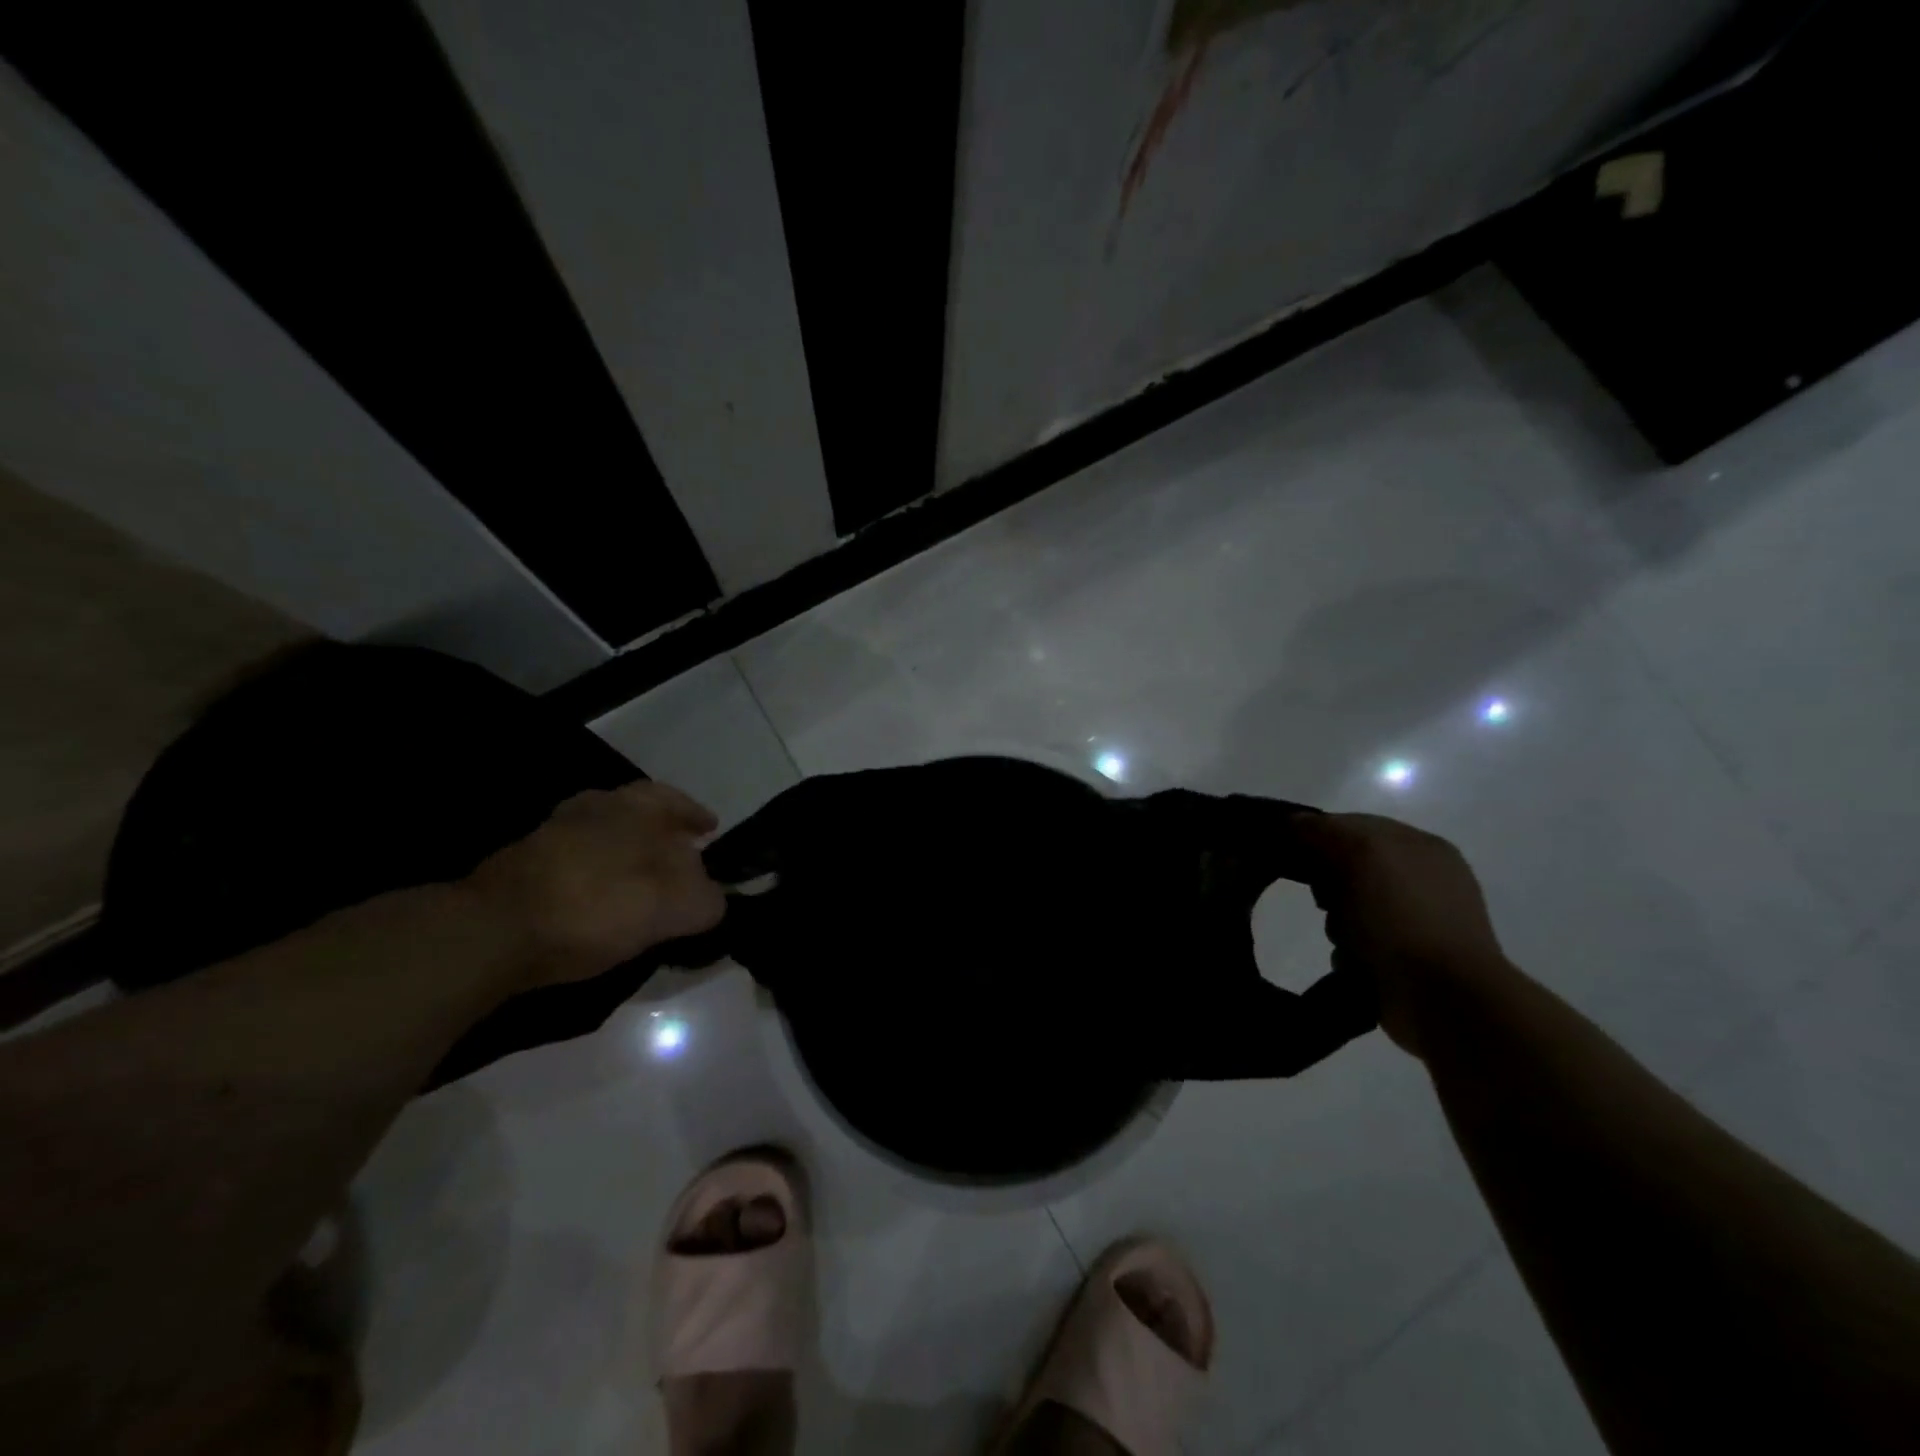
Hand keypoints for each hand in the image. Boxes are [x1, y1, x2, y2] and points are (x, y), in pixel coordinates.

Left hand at [464, 782, 725, 989]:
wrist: (493, 931)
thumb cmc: (597, 906)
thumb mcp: (672, 908)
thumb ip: (705, 899)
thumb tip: (714, 898)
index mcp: (631, 807)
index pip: (672, 798)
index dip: (694, 813)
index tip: (710, 830)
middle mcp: (591, 809)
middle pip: (635, 813)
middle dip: (660, 833)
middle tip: (679, 858)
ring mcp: (551, 836)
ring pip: (602, 836)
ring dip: (625, 853)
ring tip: (642, 884)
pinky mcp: (522, 868)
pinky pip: (575, 863)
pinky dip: (596, 876)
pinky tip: (601, 904)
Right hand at [1290, 812, 1510, 1056]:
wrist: (1444, 998)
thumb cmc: (1402, 916)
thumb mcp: (1360, 854)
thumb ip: (1323, 831)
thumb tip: (1292, 824)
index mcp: (1420, 846)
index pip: (1352, 825)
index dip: (1317, 834)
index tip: (1289, 853)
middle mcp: (1421, 880)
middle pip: (1348, 867)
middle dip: (1327, 882)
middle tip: (1323, 899)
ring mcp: (1416, 922)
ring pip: (1348, 907)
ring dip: (1336, 921)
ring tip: (1342, 937)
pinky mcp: (1404, 961)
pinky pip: (1356, 944)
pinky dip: (1348, 952)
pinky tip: (1353, 962)